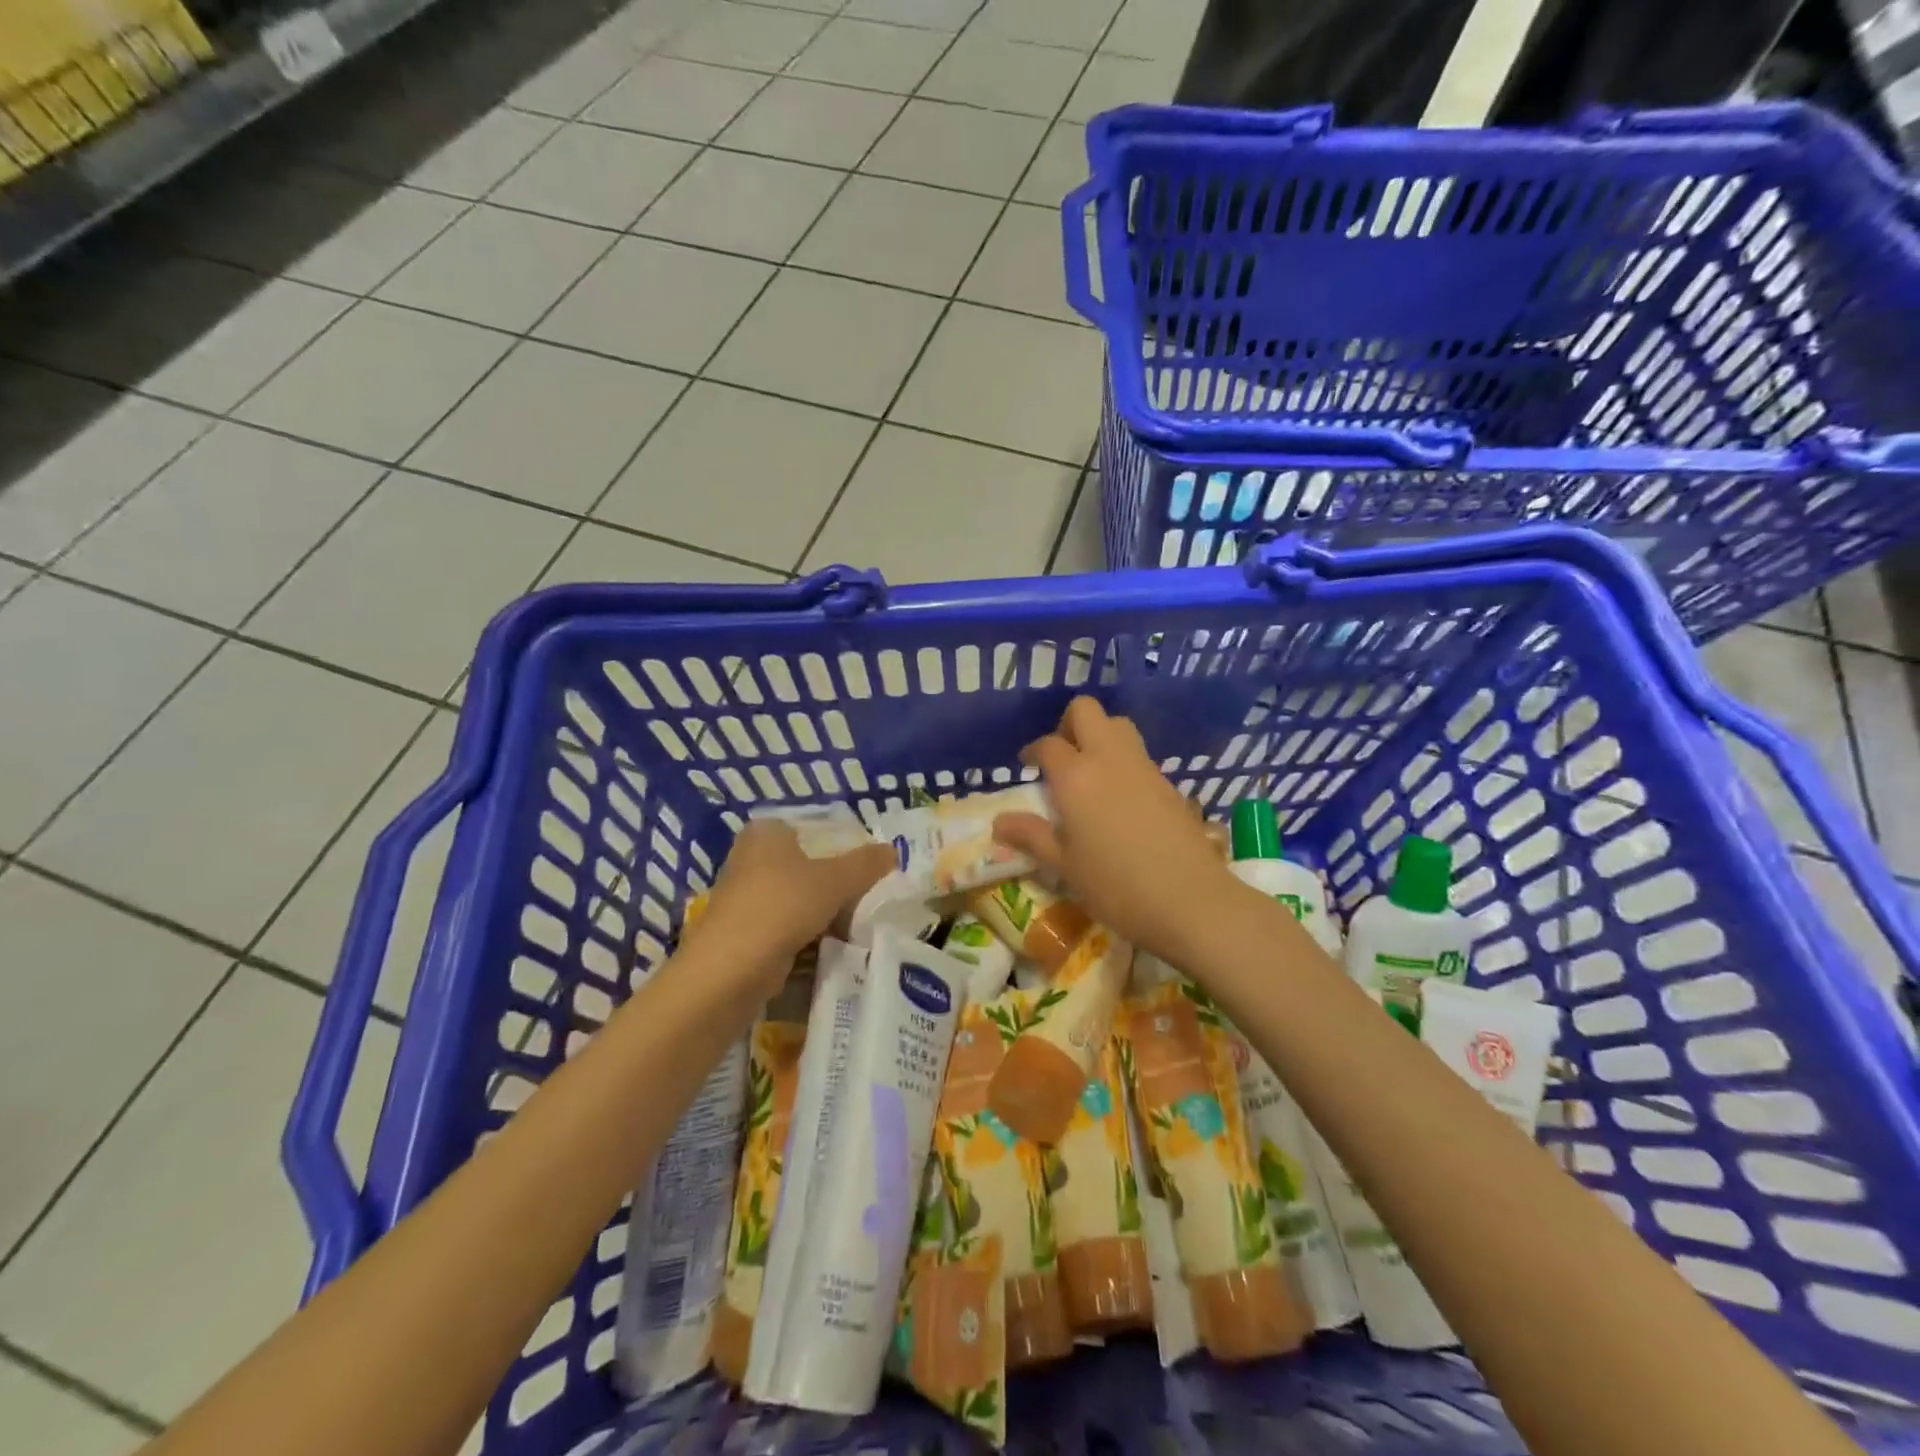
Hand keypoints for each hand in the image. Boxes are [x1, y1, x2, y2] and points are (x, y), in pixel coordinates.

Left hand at [694, 820, 893, 997]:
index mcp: (766, 832)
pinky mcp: (744, 932)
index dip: (843, 845)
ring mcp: (745, 897)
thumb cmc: (782, 906)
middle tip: (870, 895)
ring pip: (798, 898)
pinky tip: (833, 946)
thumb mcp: (835, 880)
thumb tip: (892, 851)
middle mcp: (750, 858)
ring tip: (859, 923)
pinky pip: (787, 926)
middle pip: (807, 865)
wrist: (730, 970)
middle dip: (836, 882)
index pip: (813, 829)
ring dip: (824, 912)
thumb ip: (866, 864)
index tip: (870, 866)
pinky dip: (808, 935)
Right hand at [992, 696, 1237, 959]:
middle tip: (1061, 756)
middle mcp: (1108, 759)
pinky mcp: (1169, 782)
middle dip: (1068, 724)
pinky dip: (1123, 760)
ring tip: (1089, 773)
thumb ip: (1031, 836)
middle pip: (1087, 711)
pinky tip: (1119, 798)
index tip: (1027, 767)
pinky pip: (1139, 754)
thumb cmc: (1115, 885)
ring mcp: (1143, 767)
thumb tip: (998, 822)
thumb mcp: (1064, 865)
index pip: (1048, 745)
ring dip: (1100, 736)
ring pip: (1118, 725)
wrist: (1190, 900)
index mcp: (1075, 776)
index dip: (1033, 751)